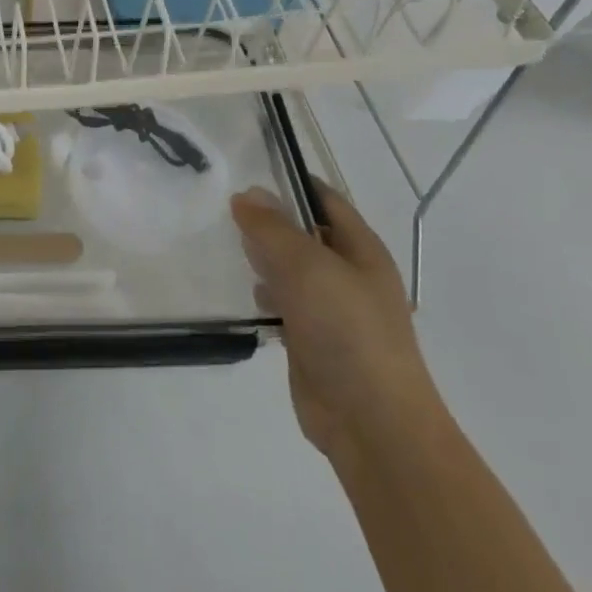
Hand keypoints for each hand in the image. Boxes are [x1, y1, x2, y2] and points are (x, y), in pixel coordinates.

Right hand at [230, 183, 440, 459]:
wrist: (371, 420)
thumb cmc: (347, 331)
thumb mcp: (307, 267)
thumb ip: (273, 228)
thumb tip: (246, 195)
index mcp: (361, 249)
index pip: (324, 199)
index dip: (289, 181)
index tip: (244, 170)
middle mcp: (348, 273)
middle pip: (303, 232)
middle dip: (267, 220)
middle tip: (220, 209)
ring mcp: (331, 307)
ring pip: (289, 268)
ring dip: (261, 258)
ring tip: (222, 247)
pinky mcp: (311, 337)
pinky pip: (283, 302)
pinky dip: (262, 294)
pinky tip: (241, 294)